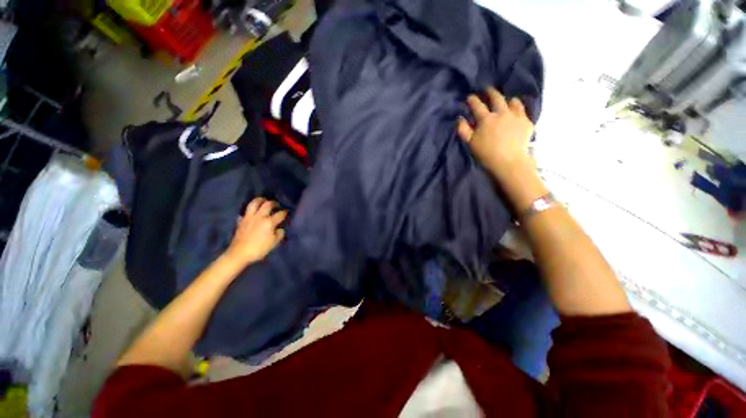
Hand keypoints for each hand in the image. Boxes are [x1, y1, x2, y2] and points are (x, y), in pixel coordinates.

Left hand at [224, 197, 286, 266]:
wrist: (239, 253)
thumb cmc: (259, 249)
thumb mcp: (274, 243)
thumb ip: (279, 233)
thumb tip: (279, 228)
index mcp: (269, 222)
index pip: (280, 214)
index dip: (285, 212)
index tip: (287, 213)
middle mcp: (259, 217)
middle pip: (268, 204)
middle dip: (274, 203)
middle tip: (276, 204)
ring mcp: (249, 217)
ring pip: (254, 203)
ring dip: (260, 200)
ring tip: (264, 200)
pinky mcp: (241, 221)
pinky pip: (245, 212)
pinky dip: (249, 211)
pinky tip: (251, 213)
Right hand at [457, 87, 534, 181]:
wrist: (509, 162)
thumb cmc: (486, 153)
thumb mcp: (470, 143)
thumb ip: (463, 129)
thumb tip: (460, 118)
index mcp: (486, 118)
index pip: (477, 105)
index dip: (472, 100)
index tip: (470, 97)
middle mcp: (502, 113)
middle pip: (496, 98)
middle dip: (490, 92)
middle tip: (487, 90)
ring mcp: (516, 116)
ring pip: (513, 101)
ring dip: (507, 100)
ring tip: (506, 101)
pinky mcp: (526, 122)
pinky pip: (522, 110)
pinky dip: (518, 109)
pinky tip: (516, 113)